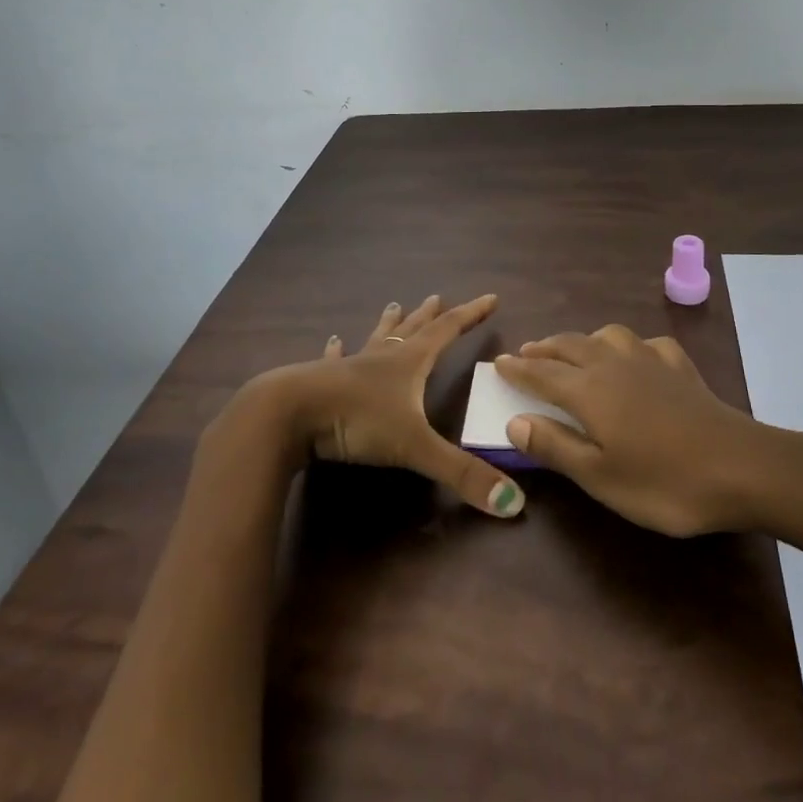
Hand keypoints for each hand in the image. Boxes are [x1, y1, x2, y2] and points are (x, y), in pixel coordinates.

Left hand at [256, 294, 524, 517]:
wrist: (288, 414)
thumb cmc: (357, 420)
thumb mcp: (415, 448)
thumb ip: (462, 473)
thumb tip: (514, 504)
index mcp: (409, 363)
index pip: (448, 331)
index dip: (471, 315)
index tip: (491, 298)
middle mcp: (382, 358)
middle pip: (413, 329)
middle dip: (430, 315)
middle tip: (438, 297)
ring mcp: (349, 367)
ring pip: (376, 339)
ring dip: (389, 324)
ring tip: (394, 305)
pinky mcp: (320, 381)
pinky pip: (334, 360)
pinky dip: (338, 350)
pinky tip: (333, 341)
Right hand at [493, 325, 778, 536]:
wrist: (740, 466)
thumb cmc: (663, 482)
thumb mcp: (600, 476)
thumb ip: (555, 447)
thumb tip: (514, 421)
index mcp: (589, 391)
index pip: (543, 374)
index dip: (518, 369)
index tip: (498, 363)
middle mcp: (614, 365)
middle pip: (570, 346)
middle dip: (544, 349)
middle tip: (527, 353)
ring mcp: (651, 361)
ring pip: (607, 335)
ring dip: (583, 339)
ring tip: (574, 350)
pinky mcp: (680, 367)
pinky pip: (646, 343)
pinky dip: (629, 345)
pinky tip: (634, 357)